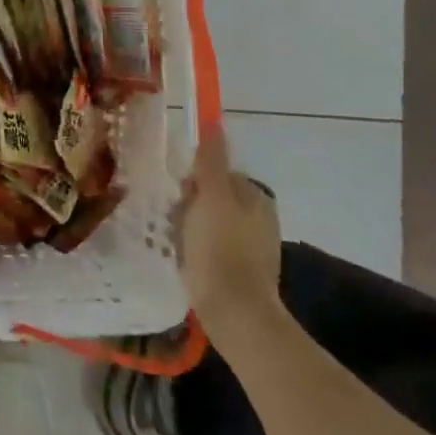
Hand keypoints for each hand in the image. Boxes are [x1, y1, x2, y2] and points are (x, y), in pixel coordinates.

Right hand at [178, 126, 282, 327]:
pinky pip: (210, 250)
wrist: (234, 313)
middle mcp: (260, 219)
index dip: (193, 181)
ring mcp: (252, 248)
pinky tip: (185, 262)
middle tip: (175, 223)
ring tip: (176, 244)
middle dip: (190, 206)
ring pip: (208, 224)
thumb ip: (211, 160)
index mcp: (256, 197)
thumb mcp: (211, 196)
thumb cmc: (221, 248)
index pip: (216, 173)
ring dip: (190, 229)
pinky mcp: (241, 273)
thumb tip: (214, 121)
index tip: (179, 196)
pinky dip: (197, 252)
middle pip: (212, 198)